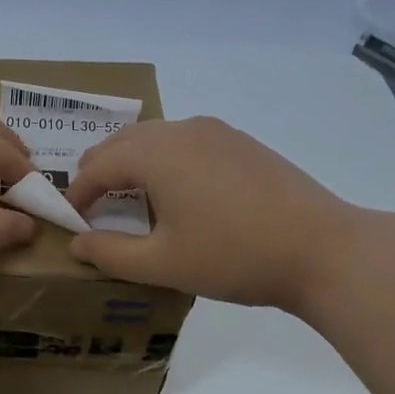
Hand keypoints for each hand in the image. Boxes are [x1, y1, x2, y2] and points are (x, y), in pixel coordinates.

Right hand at [63, 116, 366, 310]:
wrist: (323, 249)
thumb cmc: (234, 256)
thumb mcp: (163, 263)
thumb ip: (111, 254)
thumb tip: (77, 245)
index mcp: (156, 153)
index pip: (98, 166)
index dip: (78, 194)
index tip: (70, 221)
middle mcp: (182, 130)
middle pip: (123, 142)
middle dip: (100, 171)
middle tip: (91, 206)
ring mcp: (216, 131)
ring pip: (155, 138)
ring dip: (131, 163)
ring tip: (129, 198)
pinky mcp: (241, 142)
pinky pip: (184, 142)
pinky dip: (163, 160)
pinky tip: (177, 192)